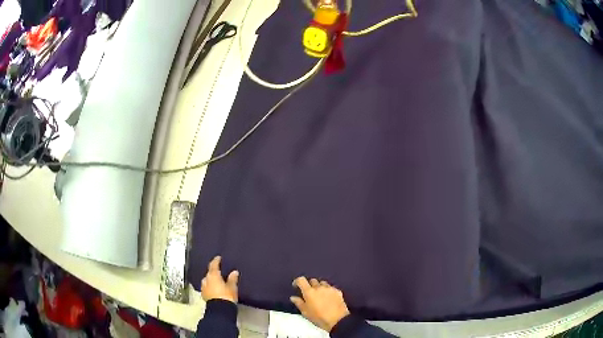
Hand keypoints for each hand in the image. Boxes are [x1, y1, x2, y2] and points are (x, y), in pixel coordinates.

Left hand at [201, 256, 239, 302]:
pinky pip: (207, 287)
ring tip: (217, 280)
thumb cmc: (226, 296)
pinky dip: (210, 286)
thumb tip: (234, 272)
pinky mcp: (204, 295)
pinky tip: (214, 288)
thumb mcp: (232, 287)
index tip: (218, 258)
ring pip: (207, 280)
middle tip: (219, 271)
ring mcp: (204, 287)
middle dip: (213, 271)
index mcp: (213, 275)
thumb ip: (233, 279)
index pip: (213, 265)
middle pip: (209, 273)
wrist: (220, 310)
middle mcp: (206, 280)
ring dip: (211, 279)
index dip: (216, 261)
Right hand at [290, 277, 350, 331]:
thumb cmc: (319, 317)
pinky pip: (331, 287)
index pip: (301, 280)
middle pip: (312, 280)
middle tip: (309, 293)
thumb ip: (299, 303)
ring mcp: (330, 288)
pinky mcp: (338, 291)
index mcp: (309, 292)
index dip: (297, 282)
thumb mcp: (305, 312)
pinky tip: (329, 298)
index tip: (296, 286)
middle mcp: (319, 287)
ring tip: (320, 295)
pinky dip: (328, 290)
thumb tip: (293, 297)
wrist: (337, 320)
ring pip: (322, 283)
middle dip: (309, 285)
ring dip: (319, 287)